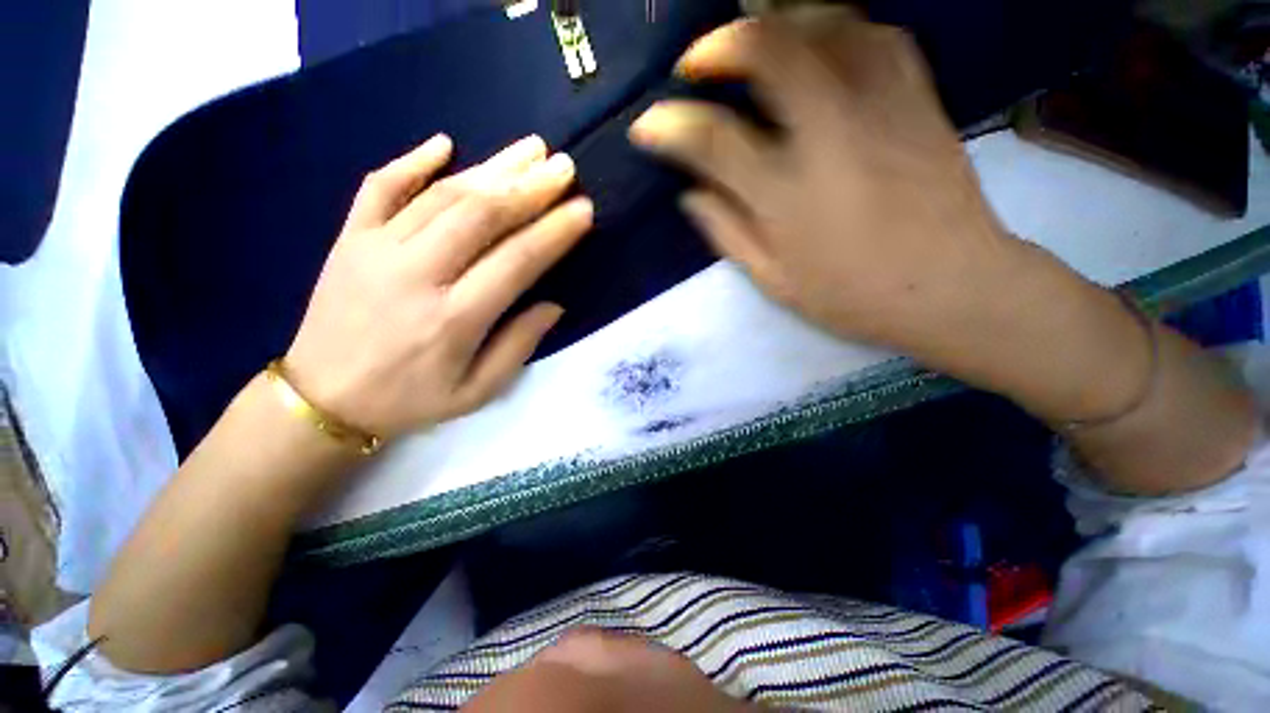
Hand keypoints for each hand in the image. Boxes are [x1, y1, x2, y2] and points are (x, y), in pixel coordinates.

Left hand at [285, 134, 592, 438]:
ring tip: (530, 149)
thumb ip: (518, 346)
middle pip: (481, 216)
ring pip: (442, 194)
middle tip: (564, 167)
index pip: (517, 261)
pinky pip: (379, 187)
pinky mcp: (348, 239)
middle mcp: (416, 275)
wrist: (322, 399)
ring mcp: (376, 249)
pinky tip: (445, 143)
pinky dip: (412, 160)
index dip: (554, 232)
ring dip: (492, 167)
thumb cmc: (409, 400)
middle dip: (530, 188)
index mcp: (454, 320)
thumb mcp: (476, 392)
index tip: (583, 209)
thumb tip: (553, 304)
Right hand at [629, 12, 1020, 356]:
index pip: (712, 141)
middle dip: (721, 43)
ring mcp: (879, 108)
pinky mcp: (918, 99)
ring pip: (826, 25)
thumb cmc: (853, 296)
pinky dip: (841, 28)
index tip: (647, 125)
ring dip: (778, 23)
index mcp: (785, 195)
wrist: (951, 287)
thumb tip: (691, 195)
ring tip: (754, 45)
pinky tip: (822, 46)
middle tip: (699, 62)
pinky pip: (878, 36)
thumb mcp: (774, 281)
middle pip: (770, 51)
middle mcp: (828, 136)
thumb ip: (728, 234)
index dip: (669, 127)